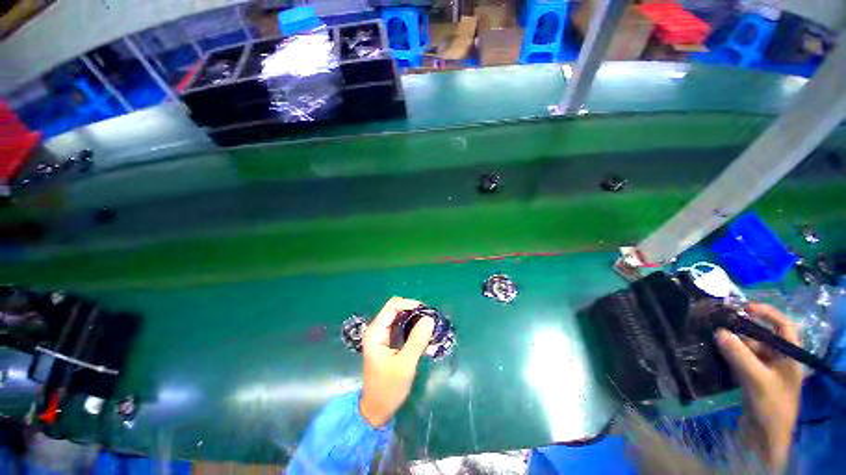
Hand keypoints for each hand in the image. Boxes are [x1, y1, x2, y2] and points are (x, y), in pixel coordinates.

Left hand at [359, 297, 434, 427]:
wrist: (376, 410)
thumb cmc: (388, 388)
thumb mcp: (405, 365)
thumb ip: (417, 340)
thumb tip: (429, 318)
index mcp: (376, 331)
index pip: (393, 305)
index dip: (409, 304)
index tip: (426, 312)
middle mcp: (377, 330)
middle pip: (396, 309)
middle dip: (413, 312)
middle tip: (429, 321)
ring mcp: (381, 336)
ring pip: (399, 318)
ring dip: (414, 320)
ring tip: (428, 329)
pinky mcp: (387, 343)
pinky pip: (400, 328)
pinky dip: (412, 329)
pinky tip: (422, 337)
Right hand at [715, 302, 802, 471]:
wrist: (764, 436)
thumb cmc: (771, 405)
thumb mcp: (757, 380)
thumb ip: (739, 355)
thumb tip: (718, 331)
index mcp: (789, 356)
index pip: (784, 326)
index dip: (767, 313)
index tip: (745, 307)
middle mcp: (778, 359)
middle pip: (761, 336)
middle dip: (741, 328)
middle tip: (718, 320)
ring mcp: (765, 370)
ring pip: (748, 348)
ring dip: (732, 341)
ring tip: (711, 333)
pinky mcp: (752, 378)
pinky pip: (740, 359)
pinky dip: (728, 353)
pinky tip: (714, 350)